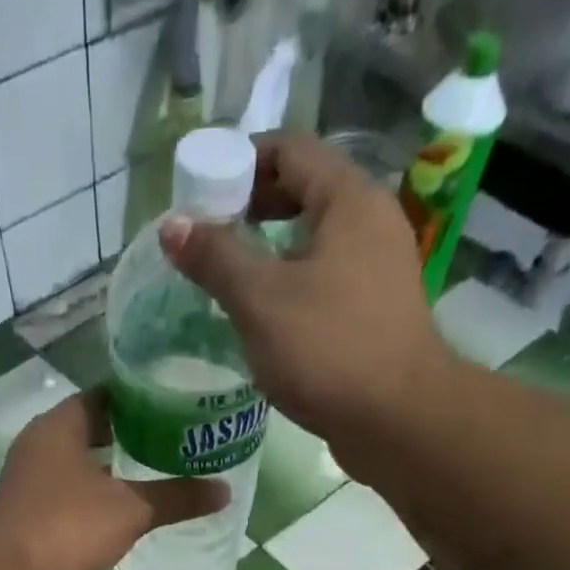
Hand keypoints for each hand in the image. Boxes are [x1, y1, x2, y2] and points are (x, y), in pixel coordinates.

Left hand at [0, 389, 226, 569]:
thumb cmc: (69, 529)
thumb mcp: (130, 511)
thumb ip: (176, 497)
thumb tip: (224, 491)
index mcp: (59, 426)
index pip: (104, 395)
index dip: (139, 398)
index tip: (172, 404)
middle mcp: (36, 443)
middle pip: (88, 427)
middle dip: (127, 434)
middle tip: (169, 440)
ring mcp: (25, 478)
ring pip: (74, 460)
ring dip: (106, 465)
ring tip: (148, 472)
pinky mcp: (23, 510)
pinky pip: (63, 488)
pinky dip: (89, 491)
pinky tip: (115, 507)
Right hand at [160, 134, 449, 464]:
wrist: (397, 420)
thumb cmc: (328, 350)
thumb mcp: (260, 301)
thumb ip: (215, 258)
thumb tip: (172, 225)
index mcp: (349, 199)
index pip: (290, 150)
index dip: (240, 162)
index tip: (199, 191)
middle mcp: (372, 223)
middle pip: (305, 193)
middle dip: (253, 209)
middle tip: (209, 238)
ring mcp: (380, 270)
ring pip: (316, 243)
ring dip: (272, 253)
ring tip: (229, 279)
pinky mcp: (377, 314)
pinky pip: (327, 281)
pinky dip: (294, 286)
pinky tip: (266, 318)